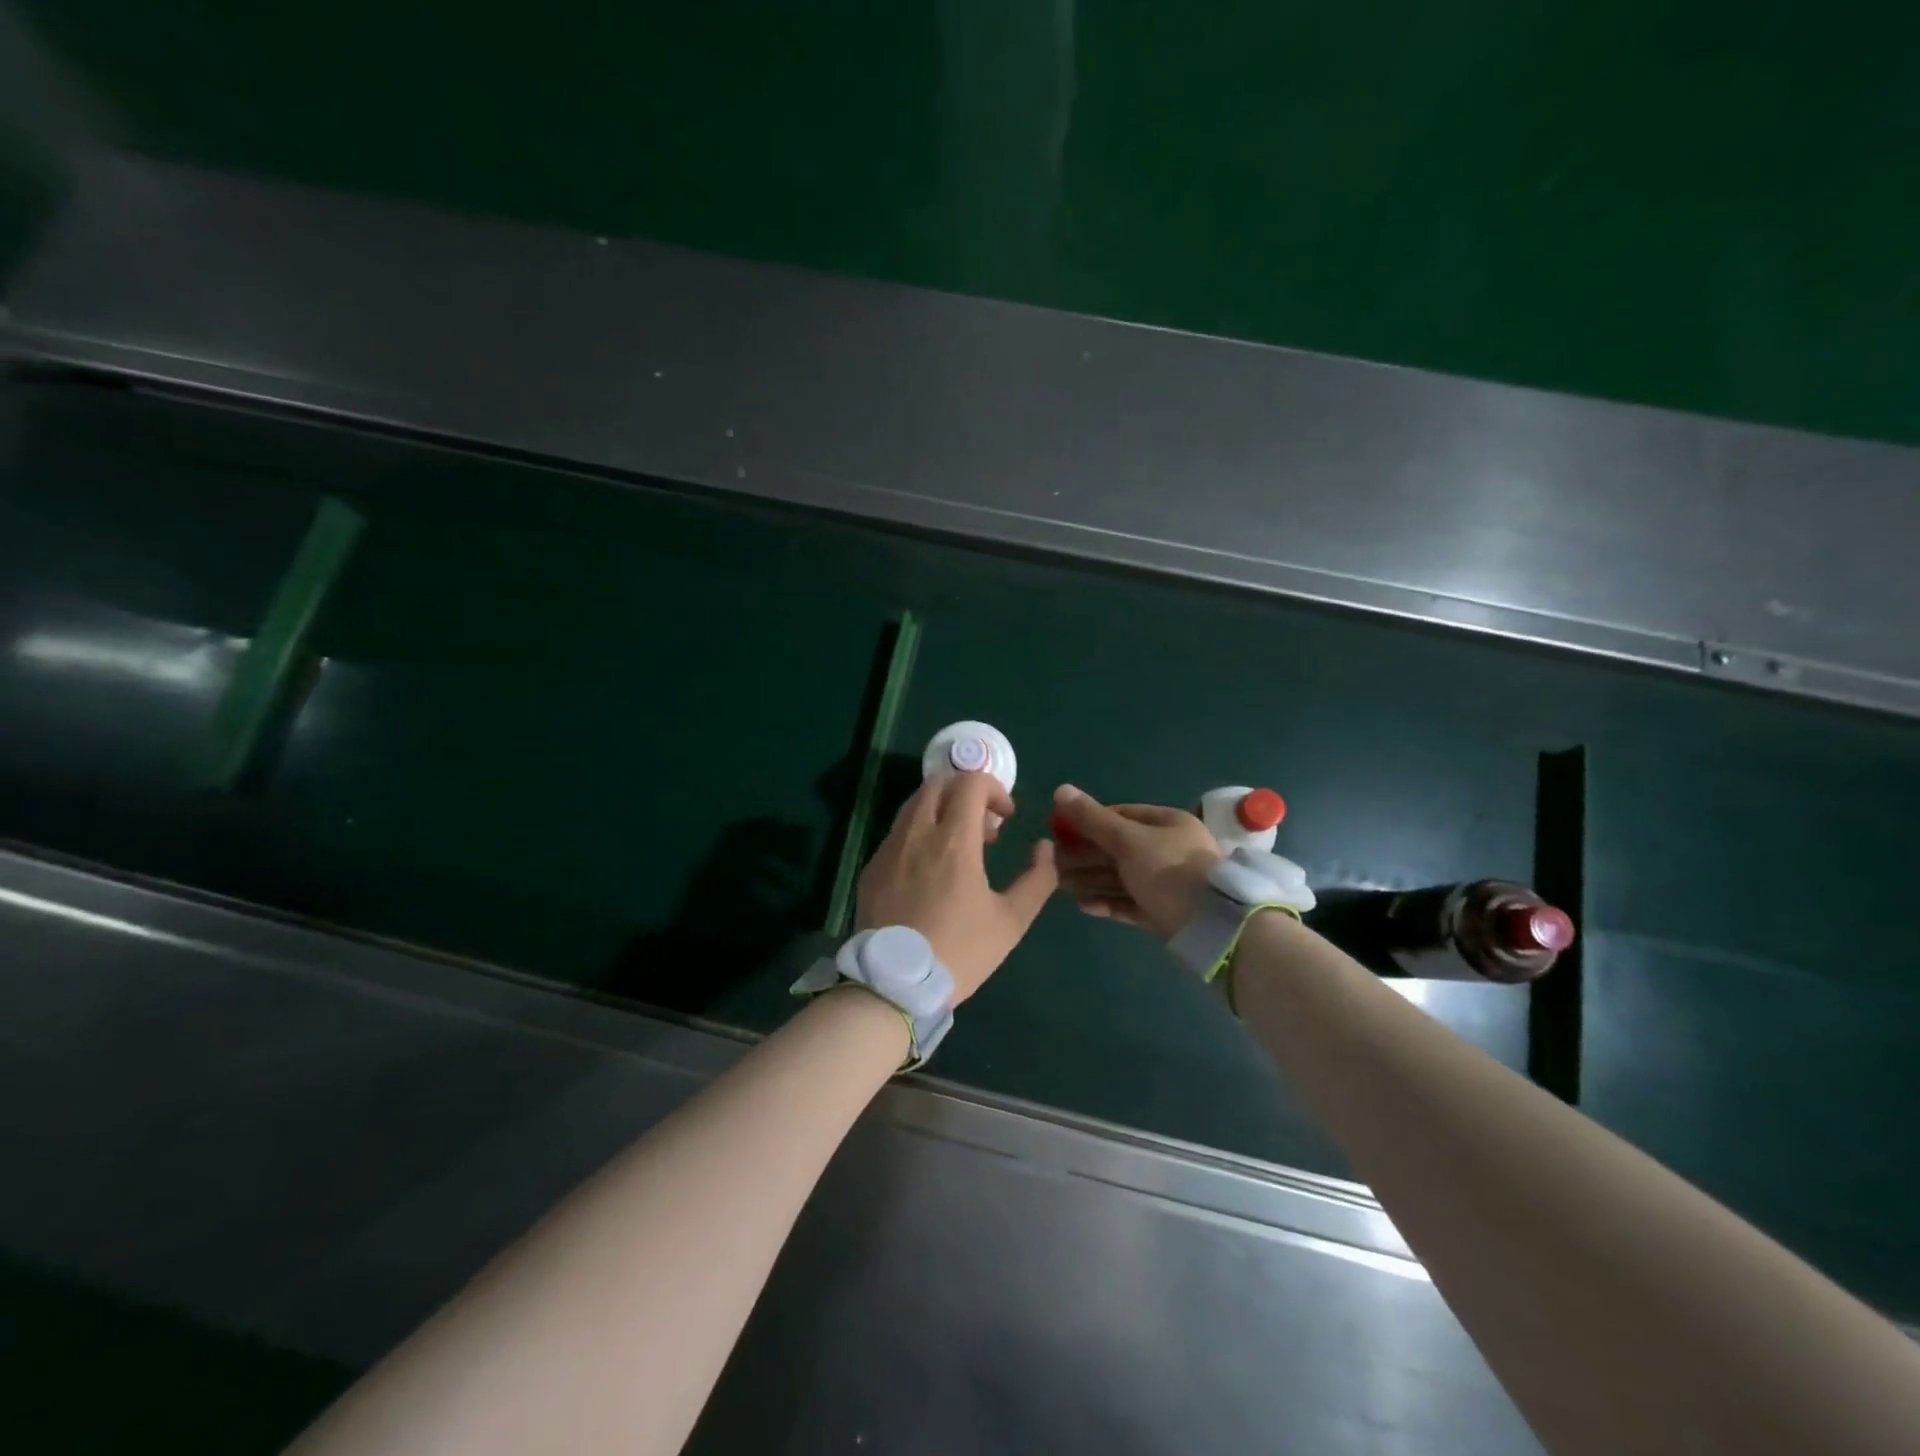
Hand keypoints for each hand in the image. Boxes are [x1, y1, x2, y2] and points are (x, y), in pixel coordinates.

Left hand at [857, 771, 1058, 1004]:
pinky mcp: (872, 867)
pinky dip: (920, 833)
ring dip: (941, 810)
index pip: (970, 783)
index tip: (1006, 817)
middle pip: (938, 784)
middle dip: (966, 793)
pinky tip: (930, 870)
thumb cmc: (959, 951)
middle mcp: (917, 833)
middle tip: (984, 829)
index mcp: (953, 840)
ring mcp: (889, 849)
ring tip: (959, 848)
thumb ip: (1037, 879)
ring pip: (914, 804)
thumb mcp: (1011, 921)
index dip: (994, 789)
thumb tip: (1045, 848)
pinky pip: (898, 832)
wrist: (893, 985)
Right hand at [1050, 784, 1223, 937]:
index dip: (1089, 821)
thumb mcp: (1127, 840)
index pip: (1122, 814)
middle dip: (1084, 854)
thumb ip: (1092, 819)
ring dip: (1090, 879)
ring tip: (1058, 885)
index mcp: (1167, 824)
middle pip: (1118, 848)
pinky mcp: (1164, 913)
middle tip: (1051, 862)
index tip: (1060, 830)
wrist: (1210, 926)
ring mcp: (1167, 884)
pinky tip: (1081, 905)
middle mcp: (1169, 850)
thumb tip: (1060, 790)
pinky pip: (1129, 903)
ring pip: (1121, 877)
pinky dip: (1106, 902)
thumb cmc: (1168, 870)